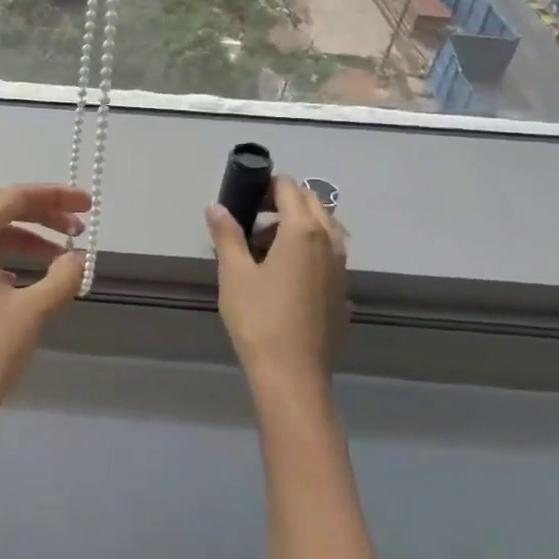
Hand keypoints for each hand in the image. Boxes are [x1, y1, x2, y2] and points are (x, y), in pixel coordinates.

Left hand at [0, 183, 88, 441]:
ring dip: (24, 244)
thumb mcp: (32, 311)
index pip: (12, 198)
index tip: (86, 206)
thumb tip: (79, 258)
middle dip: (41, 219)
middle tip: (78, 231)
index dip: (54, 197)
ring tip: (58, 262)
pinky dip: (1, 263)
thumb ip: (62, 277)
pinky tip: (21, 284)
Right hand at [205, 175, 350, 387]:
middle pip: (311, 202)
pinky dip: (308, 247)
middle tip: (250, 216)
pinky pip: (328, 252)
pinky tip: (282, 272)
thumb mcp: (233, 272)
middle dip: (283, 200)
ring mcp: (341, 267)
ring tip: (262, 246)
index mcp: (303, 231)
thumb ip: (226, 233)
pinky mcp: (342, 289)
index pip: (289, 188)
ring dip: (296, 223)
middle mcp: (330, 242)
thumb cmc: (259, 318)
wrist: (292, 374)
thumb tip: (216, 206)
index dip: (266, 184)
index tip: (244, 194)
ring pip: (323, 227)